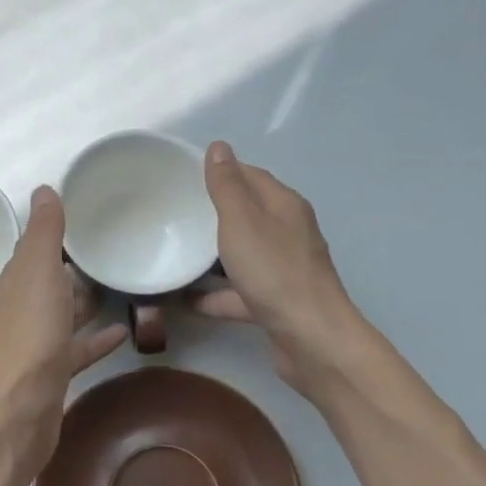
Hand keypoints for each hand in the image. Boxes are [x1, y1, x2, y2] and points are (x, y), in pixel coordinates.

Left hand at [0, 187, 127, 472]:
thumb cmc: (32, 334)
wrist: (21, 408)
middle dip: (70, 268)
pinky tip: (122, 333)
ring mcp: (37, 344)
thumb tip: (43, 189)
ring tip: (116, 286)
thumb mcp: (40, 272)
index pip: (31, 251)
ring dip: (83, 302)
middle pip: (47, 283)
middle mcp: (22, 310)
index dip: (51, 234)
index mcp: (16, 283)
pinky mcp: (53, 373)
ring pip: (62, 315)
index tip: (81, 217)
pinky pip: (78, 349)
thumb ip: (45, 233)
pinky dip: (96, 339)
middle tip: (106, 250)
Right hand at [194, 141, 360, 395]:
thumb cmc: (274, 272)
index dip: (221, 171)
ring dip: (213, 254)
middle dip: (214, 212)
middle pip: (248, 214)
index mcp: (284, 206)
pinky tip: (185, 299)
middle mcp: (288, 232)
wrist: (310, 338)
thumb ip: (227, 185)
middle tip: (175, 213)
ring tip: (177, 251)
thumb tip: (219, 146)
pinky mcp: (276, 302)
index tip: (184, 176)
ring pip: (243, 254)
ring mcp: (284, 269)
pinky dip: (215, 293)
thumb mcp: (242, 221)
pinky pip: (239, 291)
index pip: (251, 175)